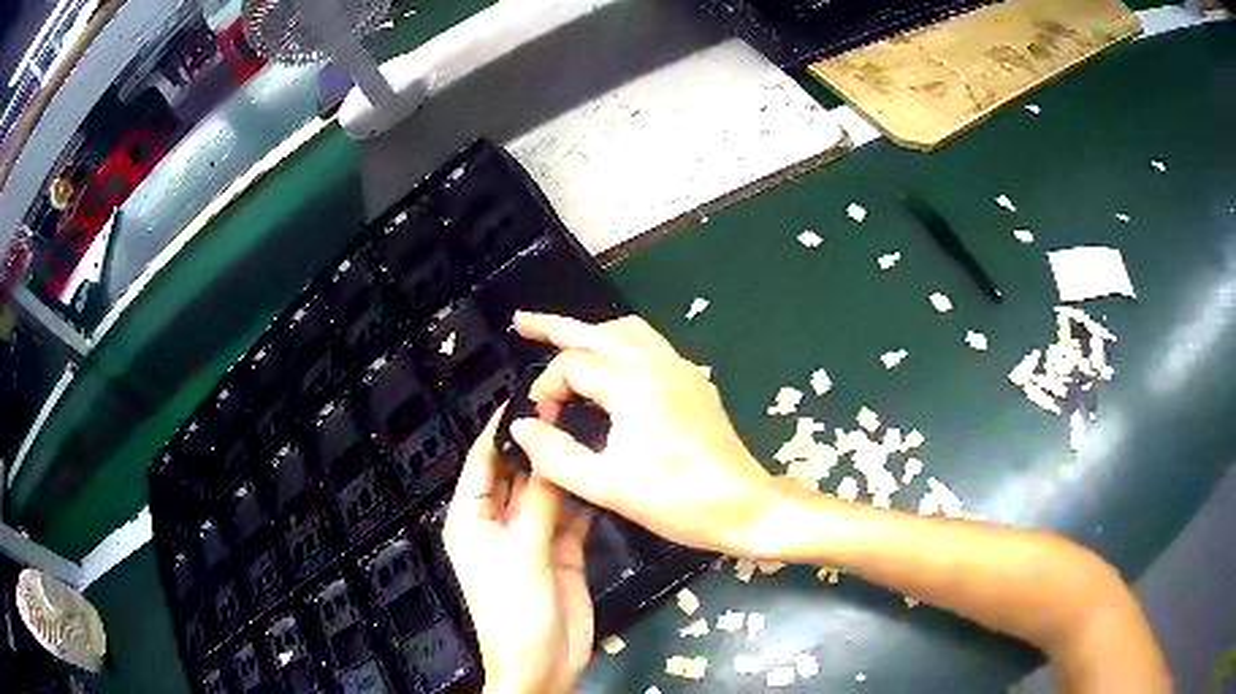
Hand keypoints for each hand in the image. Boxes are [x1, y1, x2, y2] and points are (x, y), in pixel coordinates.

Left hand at [444, 411, 594, 693]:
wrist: (544, 663)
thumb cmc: (516, 610)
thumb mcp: (523, 551)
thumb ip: (539, 501)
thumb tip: (550, 448)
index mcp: (472, 517)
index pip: (483, 460)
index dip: (502, 428)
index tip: (529, 393)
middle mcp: (499, 520)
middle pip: (517, 472)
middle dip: (539, 443)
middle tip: (572, 404)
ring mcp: (532, 535)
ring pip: (547, 491)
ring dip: (564, 467)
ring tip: (592, 428)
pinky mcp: (561, 549)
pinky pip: (570, 513)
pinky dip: (582, 495)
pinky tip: (601, 469)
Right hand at [508, 311, 777, 555]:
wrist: (744, 507)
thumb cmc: (677, 500)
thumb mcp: (606, 486)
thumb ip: (555, 455)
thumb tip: (521, 427)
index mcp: (634, 384)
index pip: (572, 365)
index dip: (547, 389)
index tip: (541, 422)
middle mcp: (658, 364)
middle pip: (598, 331)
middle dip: (557, 326)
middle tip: (523, 323)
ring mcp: (681, 370)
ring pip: (628, 331)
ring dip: (593, 332)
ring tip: (565, 342)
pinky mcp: (694, 383)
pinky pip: (651, 346)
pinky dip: (621, 344)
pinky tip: (612, 367)